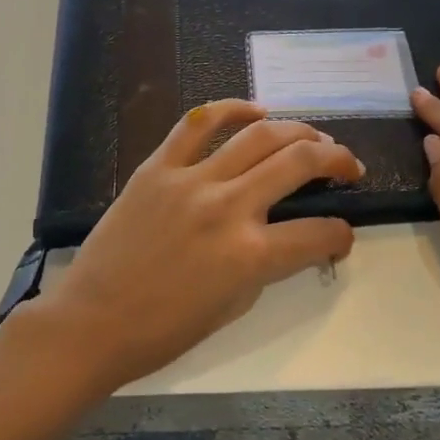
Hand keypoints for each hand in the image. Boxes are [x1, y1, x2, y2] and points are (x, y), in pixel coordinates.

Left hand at [37, 101, 361, 389]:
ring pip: (258, 135)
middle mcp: (229, 208)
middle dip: (336, 158)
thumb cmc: (165, 329)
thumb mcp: (234, 305)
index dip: (341, 233)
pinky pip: (198, 123)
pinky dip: (231, 109)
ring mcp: (192, 181)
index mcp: (250, 256)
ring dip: (297, 130)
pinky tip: (255, 110)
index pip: (318, 233)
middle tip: (347, 164)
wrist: (93, 322)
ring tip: (312, 135)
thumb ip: (268, 265)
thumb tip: (292, 239)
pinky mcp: (158, 167)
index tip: (342, 234)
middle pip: (299, 162)